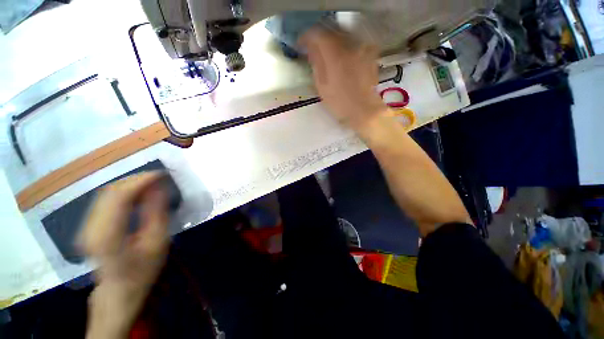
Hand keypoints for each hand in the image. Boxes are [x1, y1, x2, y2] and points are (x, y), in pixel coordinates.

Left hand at [79, 172, 169, 338]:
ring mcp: (85, 226)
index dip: (141, 181)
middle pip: (110, 192)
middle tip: (160, 178)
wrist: (118, 292)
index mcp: (107, 236)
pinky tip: (138, 194)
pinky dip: (123, 192)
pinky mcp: (88, 226)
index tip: (162, 174)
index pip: (120, 197)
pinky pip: (105, 200)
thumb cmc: (142, 271)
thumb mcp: (157, 244)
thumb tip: (160, 188)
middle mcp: (90, 228)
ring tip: (152, 184)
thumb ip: (157, 214)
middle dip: (136, 180)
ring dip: (130, 185)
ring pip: (106, 193)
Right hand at [299, 28, 391, 136]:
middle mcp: (349, 46)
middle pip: (330, 32)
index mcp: (334, 55)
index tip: (301, 45)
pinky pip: (352, 43)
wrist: (363, 110)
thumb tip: (311, 49)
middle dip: (319, 38)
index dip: (307, 37)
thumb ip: (316, 64)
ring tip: (325, 53)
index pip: (317, 35)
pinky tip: (340, 57)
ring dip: (331, 41)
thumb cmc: (339, 102)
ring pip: (342, 36)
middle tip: (312, 48)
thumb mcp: (322, 86)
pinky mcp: (368, 54)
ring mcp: (361, 49)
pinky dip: (343, 47)